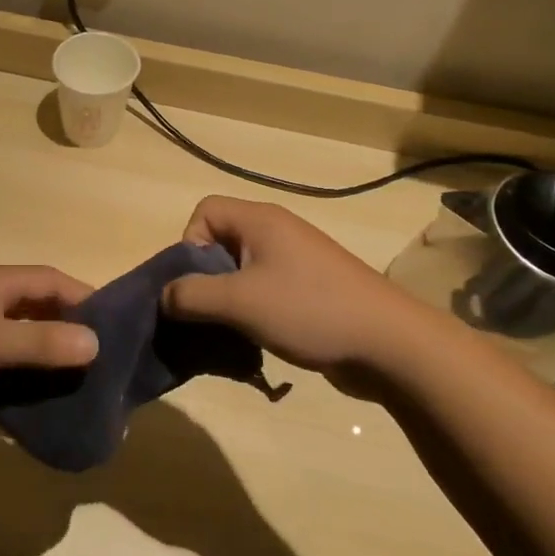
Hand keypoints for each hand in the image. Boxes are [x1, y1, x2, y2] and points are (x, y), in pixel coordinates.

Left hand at [0, 265, 97, 412]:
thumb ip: (41, 343)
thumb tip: (95, 343)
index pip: (54, 281)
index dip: (86, 298)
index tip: (116, 327)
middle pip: (36, 310)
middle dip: (66, 333)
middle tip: (98, 365)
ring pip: (15, 340)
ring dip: (38, 360)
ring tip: (70, 390)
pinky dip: (10, 379)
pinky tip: (24, 404)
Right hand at [160, 196, 444, 387]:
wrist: (390, 344)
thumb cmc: (309, 310)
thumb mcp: (239, 302)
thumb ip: (190, 296)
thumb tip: (164, 297)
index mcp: (260, 221)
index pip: (205, 211)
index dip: (189, 243)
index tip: (197, 283)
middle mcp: (277, 232)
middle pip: (220, 242)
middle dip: (204, 278)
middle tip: (208, 312)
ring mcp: (296, 262)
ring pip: (240, 271)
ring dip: (227, 300)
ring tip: (230, 331)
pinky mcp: (309, 290)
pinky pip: (264, 291)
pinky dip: (251, 312)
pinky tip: (256, 340)